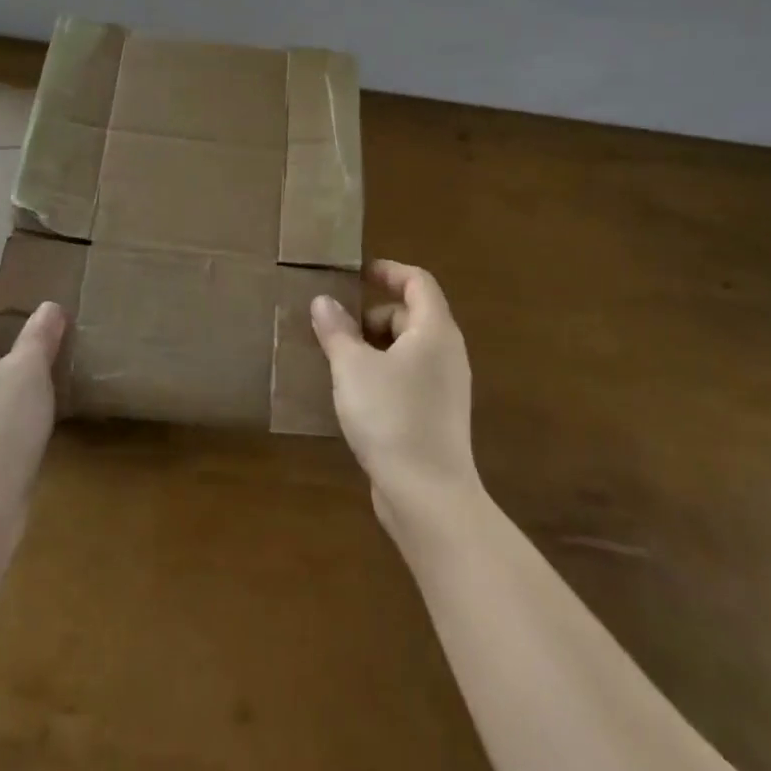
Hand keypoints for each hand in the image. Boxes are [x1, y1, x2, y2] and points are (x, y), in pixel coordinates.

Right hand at [311, 260, 481, 534]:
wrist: (428, 498)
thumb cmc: (392, 417)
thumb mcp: (353, 367)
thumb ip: (337, 330)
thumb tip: (323, 301)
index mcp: (434, 331)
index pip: (418, 281)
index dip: (387, 271)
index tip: (355, 274)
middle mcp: (446, 353)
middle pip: (409, 315)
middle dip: (370, 315)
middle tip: (334, 327)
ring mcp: (444, 387)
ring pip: (406, 349)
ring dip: (371, 347)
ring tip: (335, 360)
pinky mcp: (436, 416)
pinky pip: (406, 378)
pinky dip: (381, 374)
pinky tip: (352, 394)